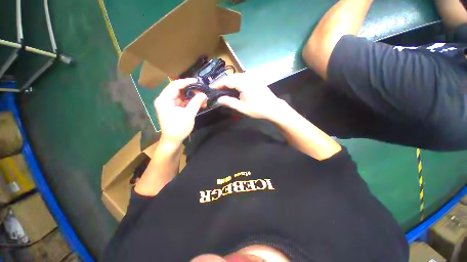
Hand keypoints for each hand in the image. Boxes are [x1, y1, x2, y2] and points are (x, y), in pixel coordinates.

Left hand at [154, 79, 206, 144]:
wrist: (173, 140)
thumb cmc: (178, 129)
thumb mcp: (188, 115)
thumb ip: (196, 103)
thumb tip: (204, 94)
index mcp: (164, 100)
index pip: (175, 85)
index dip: (187, 81)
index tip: (198, 81)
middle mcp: (164, 99)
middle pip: (178, 89)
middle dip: (191, 90)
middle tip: (202, 92)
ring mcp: (169, 103)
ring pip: (182, 95)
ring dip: (192, 96)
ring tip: (203, 99)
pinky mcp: (173, 107)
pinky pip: (183, 101)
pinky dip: (190, 101)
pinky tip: (199, 103)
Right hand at [211, 73, 284, 118]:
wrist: (273, 108)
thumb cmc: (258, 109)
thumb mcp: (242, 107)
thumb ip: (229, 102)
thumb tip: (218, 99)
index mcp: (243, 82)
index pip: (226, 80)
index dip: (217, 84)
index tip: (210, 89)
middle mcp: (247, 76)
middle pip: (230, 77)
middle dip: (221, 83)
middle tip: (214, 90)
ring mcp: (251, 76)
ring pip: (235, 77)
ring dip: (228, 82)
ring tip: (221, 90)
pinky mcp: (254, 78)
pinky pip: (241, 78)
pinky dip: (234, 82)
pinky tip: (232, 88)